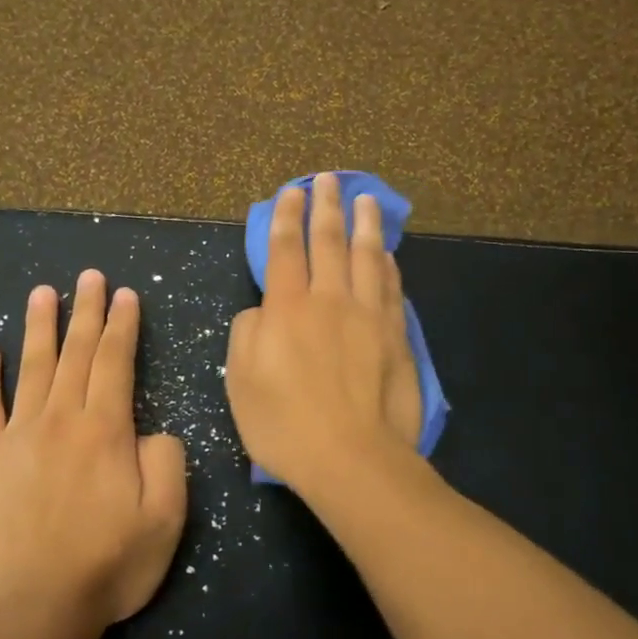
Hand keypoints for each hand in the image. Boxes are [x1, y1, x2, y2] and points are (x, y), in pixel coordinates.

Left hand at [0, 271, 187, 630]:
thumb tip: (152, 431)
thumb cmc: (109, 565)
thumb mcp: (166, 518)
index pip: (116, 361)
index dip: (123, 325)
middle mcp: (61, 420)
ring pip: (32, 368)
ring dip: (39, 327)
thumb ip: (167, 461)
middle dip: (87, 311)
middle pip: (76, 353)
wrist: (34, 609)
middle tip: (89, 276)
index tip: (125, 294)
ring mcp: (18, 438)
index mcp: (106, 430)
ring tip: (43, 292)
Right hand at [225, 171, 422, 495]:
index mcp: (287, 309)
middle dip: (325, 207)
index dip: (285, 218)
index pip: (284, 249)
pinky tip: (386, 254)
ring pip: (367, 257)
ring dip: (365, 224)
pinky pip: (391, 288)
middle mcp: (329, 300)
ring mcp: (368, 316)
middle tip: (327, 180)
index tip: (290, 192)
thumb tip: (263, 311)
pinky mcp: (395, 336)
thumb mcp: (241, 381)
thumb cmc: (285, 425)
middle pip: (328, 242)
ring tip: (366, 199)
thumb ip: (248, 334)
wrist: (351, 458)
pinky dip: (387, 265)